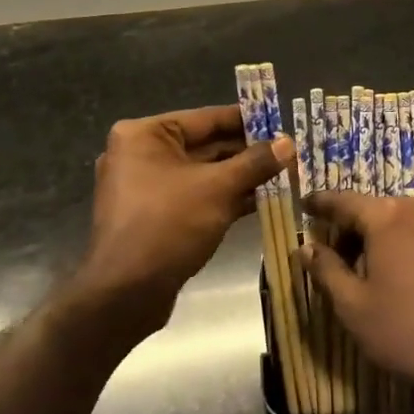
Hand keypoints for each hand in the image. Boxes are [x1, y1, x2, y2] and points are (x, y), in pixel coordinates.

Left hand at [83, 105, 292, 325]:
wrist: (124, 295)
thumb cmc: (168, 225)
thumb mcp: (218, 188)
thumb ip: (256, 162)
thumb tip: (289, 143)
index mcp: (145, 135)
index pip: (207, 118)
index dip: (248, 120)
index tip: (281, 121)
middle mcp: (141, 154)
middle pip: (206, 145)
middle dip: (248, 152)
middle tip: (289, 152)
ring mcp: (146, 187)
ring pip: (204, 174)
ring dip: (242, 176)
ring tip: (285, 174)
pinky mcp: (155, 216)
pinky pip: (197, 196)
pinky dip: (225, 197)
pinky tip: (263, 199)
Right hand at [298, 192, 413, 405]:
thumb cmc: (410, 331)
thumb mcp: (355, 307)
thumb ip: (326, 271)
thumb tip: (304, 247)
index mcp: (388, 216)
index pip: (344, 201)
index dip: (321, 204)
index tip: (306, 203)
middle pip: (377, 211)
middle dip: (356, 230)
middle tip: (341, 257)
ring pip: (407, 221)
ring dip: (388, 238)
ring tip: (379, 273)